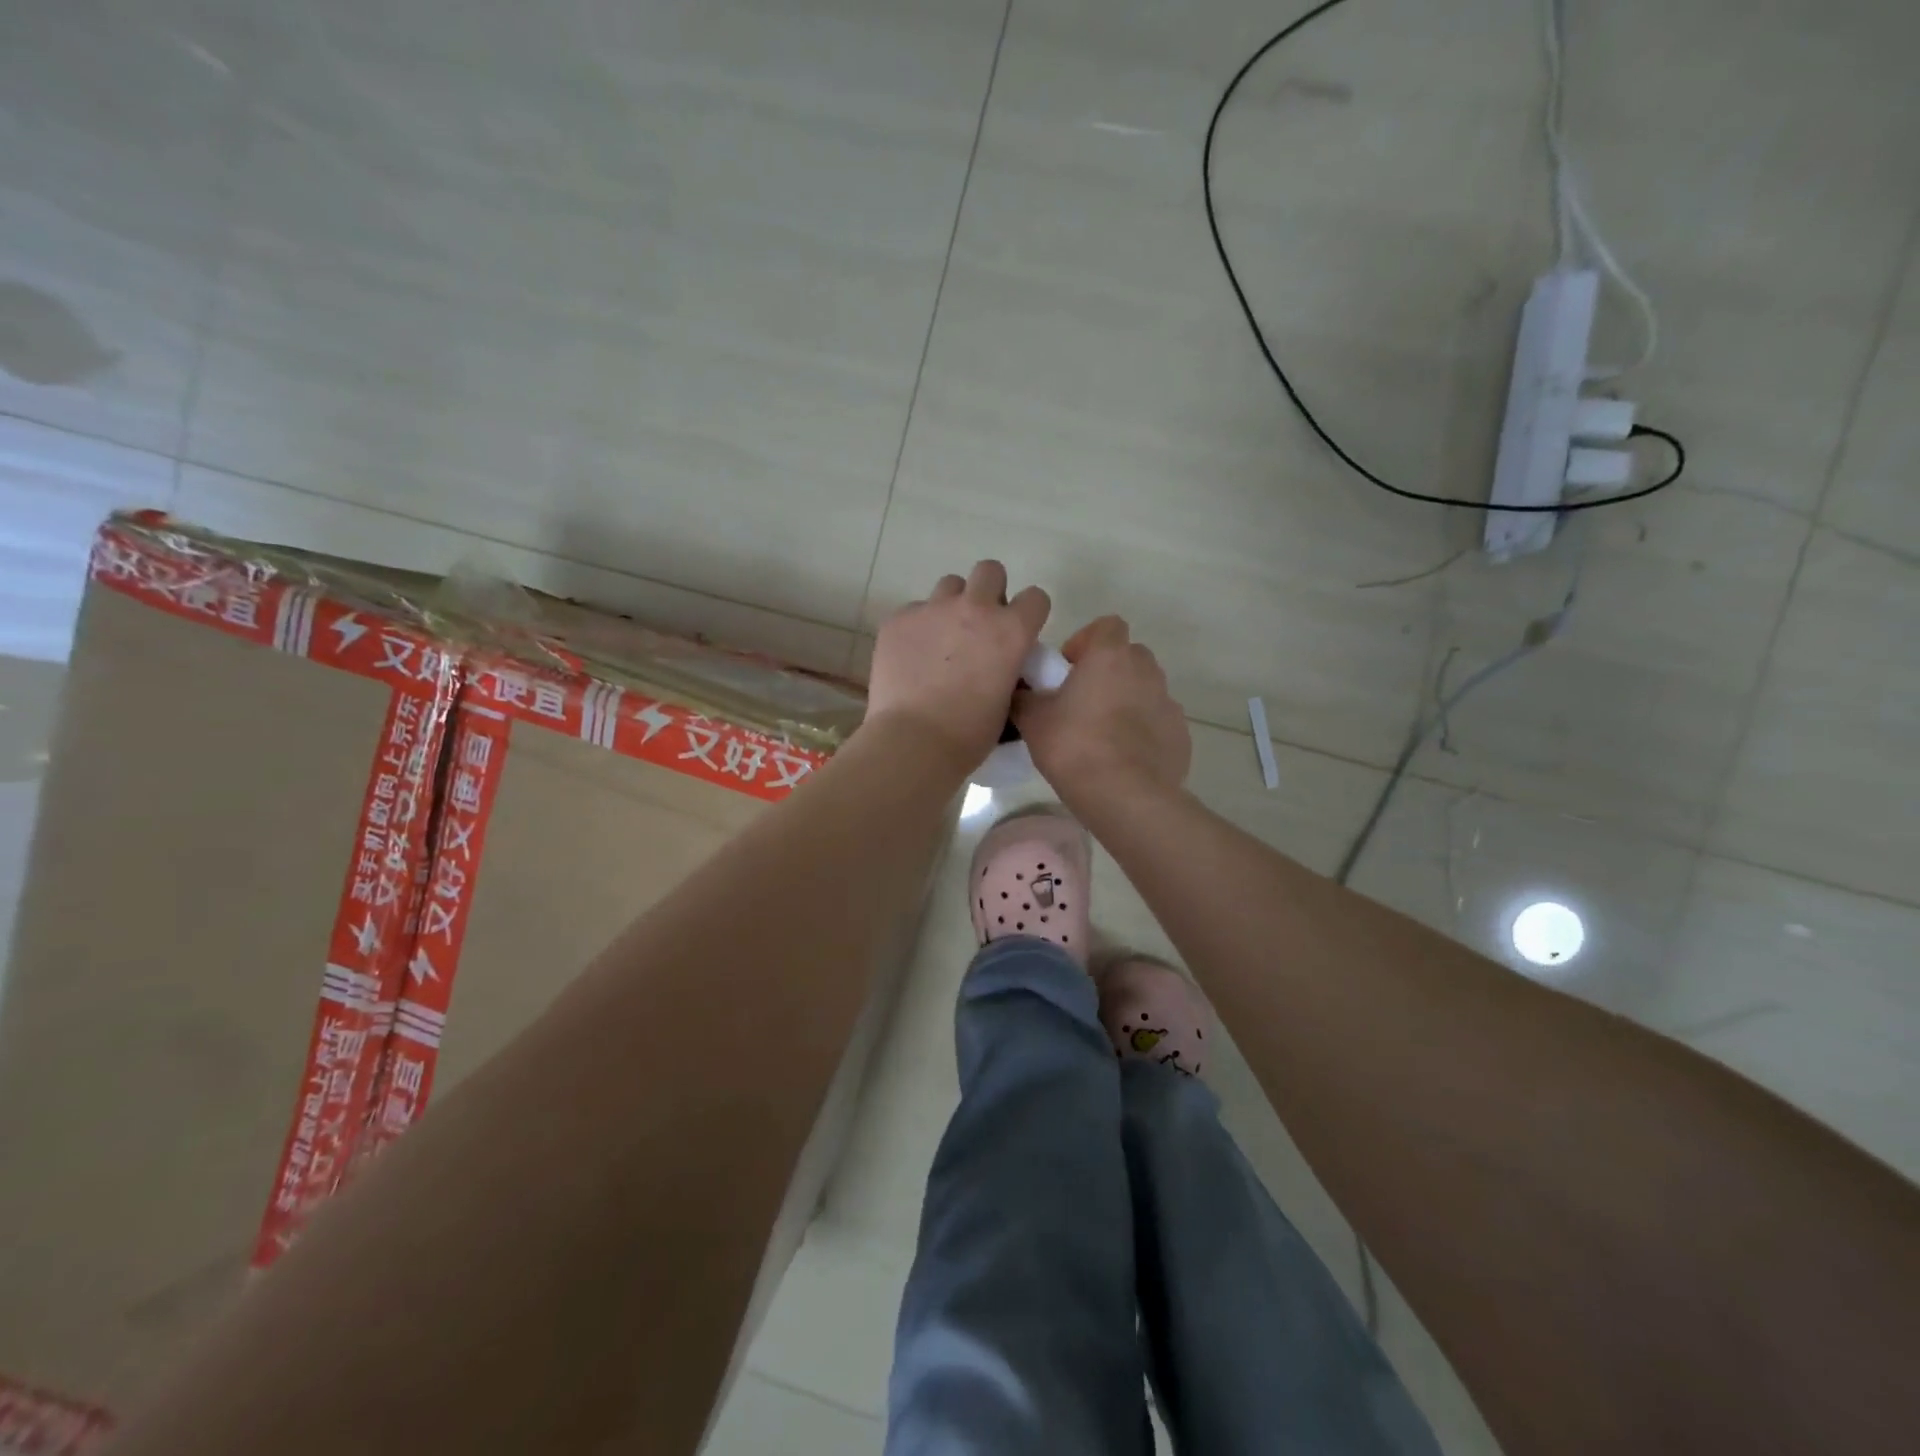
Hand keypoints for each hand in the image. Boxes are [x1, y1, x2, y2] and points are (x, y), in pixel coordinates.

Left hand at [865, 561, 1050, 774]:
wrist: (914, 741)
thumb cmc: (969, 733)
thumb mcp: (1007, 701)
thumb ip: (1009, 669)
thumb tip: (1002, 664)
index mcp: (1011, 630)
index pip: (1035, 597)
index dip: (1028, 613)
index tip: (1019, 630)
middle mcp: (975, 608)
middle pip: (989, 570)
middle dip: (989, 590)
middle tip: (979, 623)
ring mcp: (933, 609)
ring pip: (949, 585)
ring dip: (951, 605)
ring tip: (942, 639)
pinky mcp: (898, 619)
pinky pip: (913, 611)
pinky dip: (917, 628)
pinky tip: (911, 657)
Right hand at [1013, 615, 1190, 807]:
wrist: (1125, 796)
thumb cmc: (1074, 747)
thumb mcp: (1033, 721)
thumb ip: (1025, 698)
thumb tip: (1020, 692)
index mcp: (1110, 656)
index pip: (1107, 625)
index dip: (1086, 640)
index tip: (1068, 669)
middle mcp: (1145, 671)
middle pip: (1129, 656)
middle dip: (1108, 671)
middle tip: (1083, 701)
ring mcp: (1168, 702)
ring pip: (1146, 689)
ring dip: (1127, 700)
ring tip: (1103, 733)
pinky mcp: (1180, 734)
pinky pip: (1158, 722)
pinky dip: (1144, 731)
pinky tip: (1125, 757)